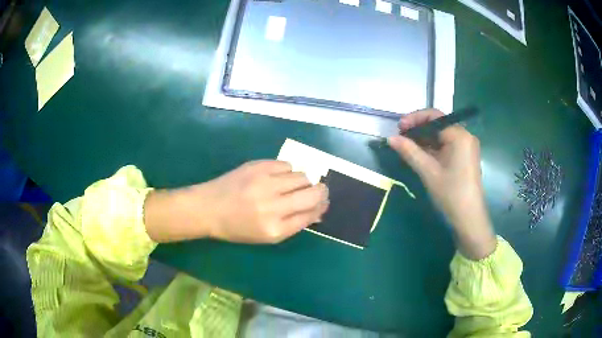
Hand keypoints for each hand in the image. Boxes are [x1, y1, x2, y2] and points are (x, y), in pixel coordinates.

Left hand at [144, 161, 328, 243]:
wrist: (208, 208)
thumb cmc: (237, 227)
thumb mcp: (266, 235)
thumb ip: (294, 224)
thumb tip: (318, 211)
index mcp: (275, 229)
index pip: (311, 214)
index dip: (321, 207)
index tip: (322, 203)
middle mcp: (273, 206)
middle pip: (313, 193)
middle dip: (321, 192)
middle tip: (319, 191)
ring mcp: (265, 183)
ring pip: (303, 176)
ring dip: (303, 181)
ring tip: (292, 185)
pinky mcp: (258, 166)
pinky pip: (287, 165)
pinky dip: (287, 172)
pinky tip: (277, 177)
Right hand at [388, 109, 496, 259]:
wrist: (469, 218)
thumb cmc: (451, 193)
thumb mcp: (428, 172)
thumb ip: (410, 152)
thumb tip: (390, 138)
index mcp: (459, 135)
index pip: (434, 116)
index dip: (414, 119)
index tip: (399, 127)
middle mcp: (465, 136)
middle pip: (438, 124)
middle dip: (419, 129)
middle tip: (401, 137)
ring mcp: (467, 147)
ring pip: (442, 135)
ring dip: (425, 139)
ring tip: (408, 147)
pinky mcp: (465, 157)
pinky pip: (447, 145)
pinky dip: (433, 147)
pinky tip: (421, 155)